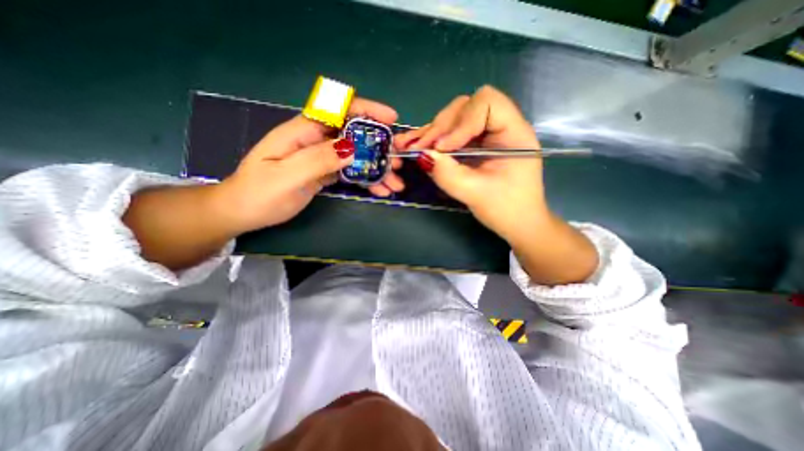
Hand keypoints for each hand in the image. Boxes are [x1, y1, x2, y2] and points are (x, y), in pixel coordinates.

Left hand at [215, 97, 399, 233]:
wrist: (244, 211)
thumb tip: (352, 147)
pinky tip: (380, 190)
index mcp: (303, 132)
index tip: (391, 119)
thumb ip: (318, 159)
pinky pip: (351, 172)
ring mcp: (322, 157)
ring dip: (377, 168)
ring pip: (356, 156)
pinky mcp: (325, 172)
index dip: (366, 110)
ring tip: (395, 183)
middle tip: (398, 163)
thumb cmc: (260, 194)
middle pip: (355, 135)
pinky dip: (367, 180)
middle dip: (379, 148)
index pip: (339, 110)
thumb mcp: (287, 177)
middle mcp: (316, 140)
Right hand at [395, 87, 594, 282]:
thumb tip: (422, 155)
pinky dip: (434, 140)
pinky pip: (452, 134)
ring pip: (456, 118)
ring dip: (433, 132)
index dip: (461, 122)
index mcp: (514, 133)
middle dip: (441, 126)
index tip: (444, 148)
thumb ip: (448, 174)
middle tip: (420, 147)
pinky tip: (418, 146)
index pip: (486, 104)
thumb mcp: (475, 194)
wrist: (517, 223)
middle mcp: (501, 127)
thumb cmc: (506, 210)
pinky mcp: (476, 146)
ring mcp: (487, 136)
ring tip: (412, 146)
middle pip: (466, 107)